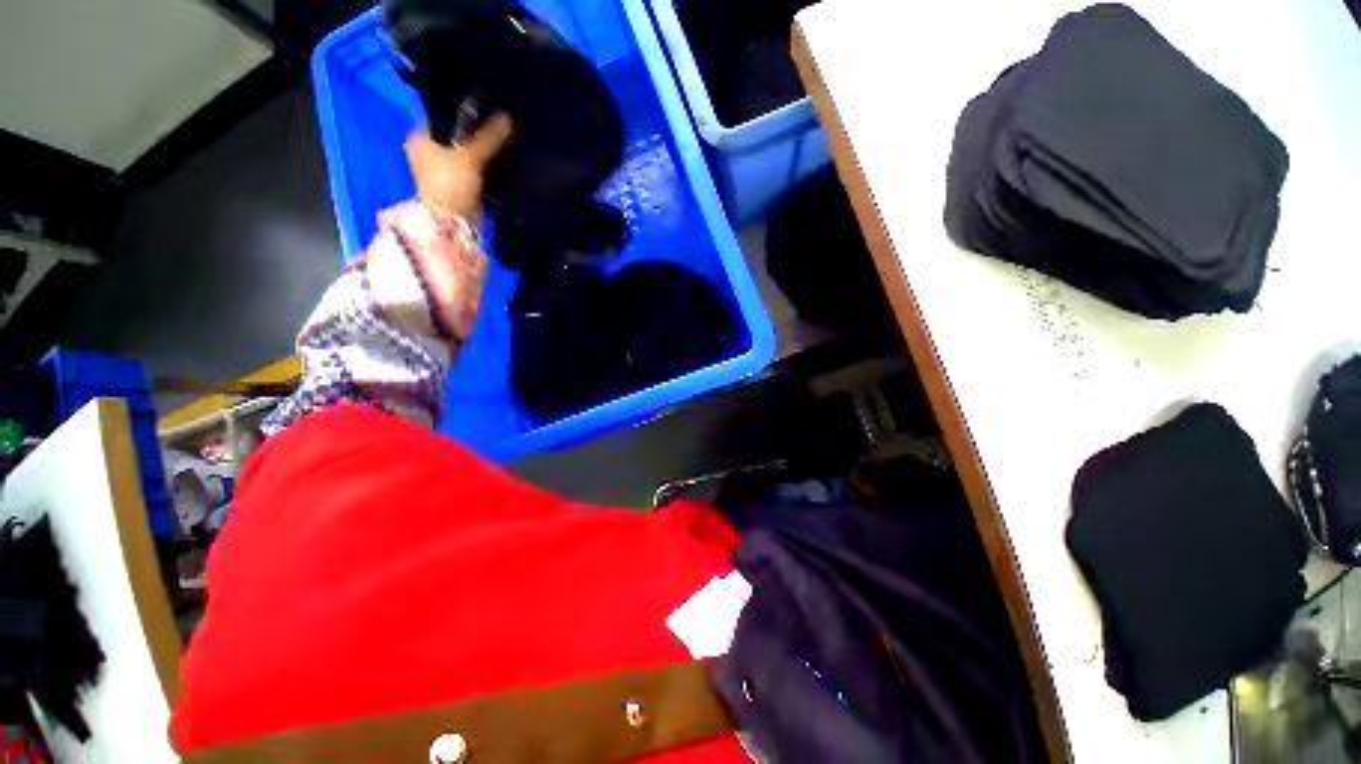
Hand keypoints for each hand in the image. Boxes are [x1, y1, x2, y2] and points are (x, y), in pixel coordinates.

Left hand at [404, 113, 513, 219]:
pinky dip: (486, 168)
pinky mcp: (459, 187)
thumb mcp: (470, 156)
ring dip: (483, 152)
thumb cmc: (450, 184)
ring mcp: (444, 172)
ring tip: (503, 142)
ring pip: (467, 155)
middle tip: (498, 125)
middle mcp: (429, 152)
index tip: (485, 108)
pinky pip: (475, 171)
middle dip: (476, 134)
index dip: (463, 112)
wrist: (453, 223)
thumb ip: (488, 137)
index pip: (443, 116)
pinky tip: (501, 163)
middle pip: (457, 136)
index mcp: (420, 138)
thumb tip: (508, 117)